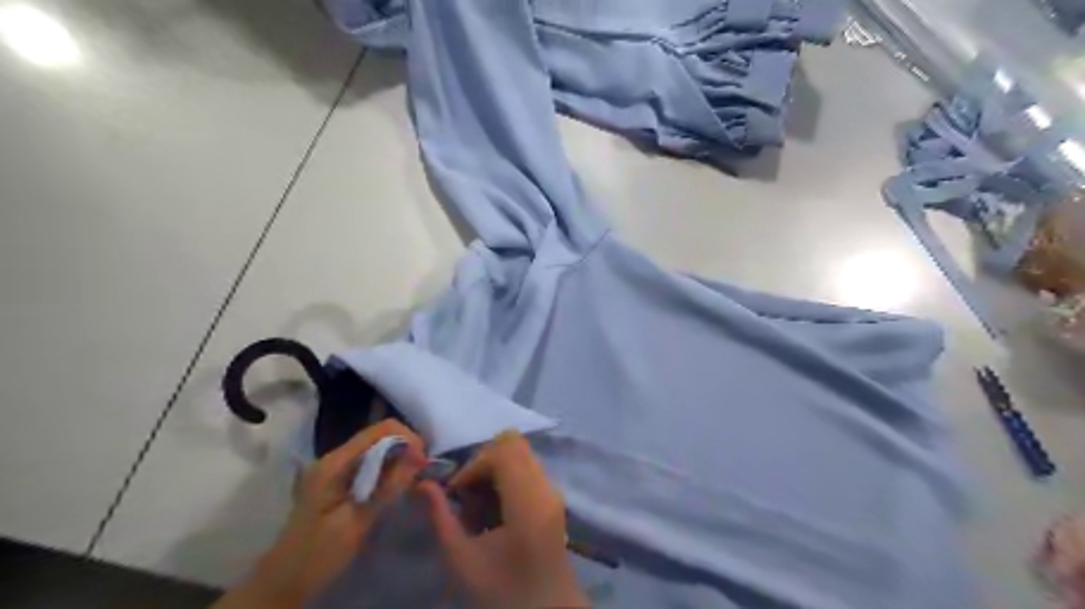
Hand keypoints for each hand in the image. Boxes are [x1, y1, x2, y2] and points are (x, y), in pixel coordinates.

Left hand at [215, 418, 425, 608]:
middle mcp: (334, 458)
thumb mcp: (358, 522)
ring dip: (398, 461)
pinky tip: (393, 489)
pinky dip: (386, 471)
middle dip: (405, 449)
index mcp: (335, 462)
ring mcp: (334, 469)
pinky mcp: (337, 482)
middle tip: (421, 474)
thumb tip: (418, 455)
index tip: (423, 463)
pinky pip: (369, 465)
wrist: (282, 584)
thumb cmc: (319, 554)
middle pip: (379, 436)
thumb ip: (388, 486)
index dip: (408, 439)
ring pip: (376, 450)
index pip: (382, 429)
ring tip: (412, 481)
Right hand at [416, 430, 588, 606]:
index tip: (457, 493)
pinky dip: (506, 475)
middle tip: (466, 492)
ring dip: (494, 468)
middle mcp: (546, 488)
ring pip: (521, 453)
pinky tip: (495, 506)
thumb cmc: (504, 591)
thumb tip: (423, 484)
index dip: (475, 464)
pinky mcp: (554, 495)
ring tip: (479, 501)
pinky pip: (528, 466)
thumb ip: (442, 518)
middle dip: (483, 461)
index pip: (503, 453)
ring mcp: (554, 489)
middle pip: (513, 444)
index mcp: (528, 503)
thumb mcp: (463, 561)